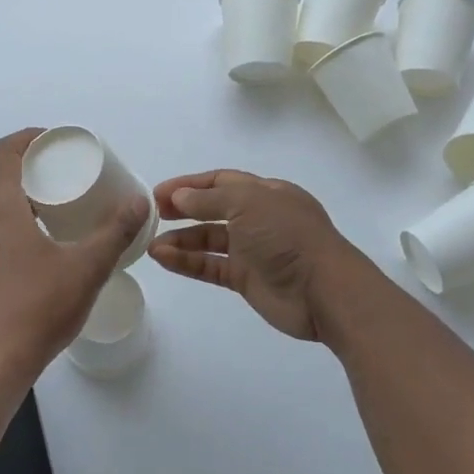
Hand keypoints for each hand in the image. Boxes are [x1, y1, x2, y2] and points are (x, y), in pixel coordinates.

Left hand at [0, 129, 149, 392]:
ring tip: (47, 205)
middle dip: (22, 164)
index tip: (54, 141)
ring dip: (11, 192)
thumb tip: (138, 201)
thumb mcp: (86, 269)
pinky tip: (30, 244)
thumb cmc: (36, 310)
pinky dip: (3, 220)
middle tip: (57, 171)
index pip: (3, 151)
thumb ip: (115, 233)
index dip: (27, 137)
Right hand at [149, 169, 369, 341]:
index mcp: (266, 193)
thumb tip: (179, 197)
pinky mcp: (246, 279)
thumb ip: (210, 199)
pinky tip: (163, 259)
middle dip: (182, 210)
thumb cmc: (287, 236)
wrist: (323, 291)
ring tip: (150, 244)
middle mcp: (258, 218)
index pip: (222, 181)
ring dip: (180, 240)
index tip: (158, 193)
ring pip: (209, 240)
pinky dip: (187, 262)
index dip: (190, 185)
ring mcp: (252, 250)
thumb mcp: (248, 204)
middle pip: (213, 209)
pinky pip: (210, 266)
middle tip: (151, 215)